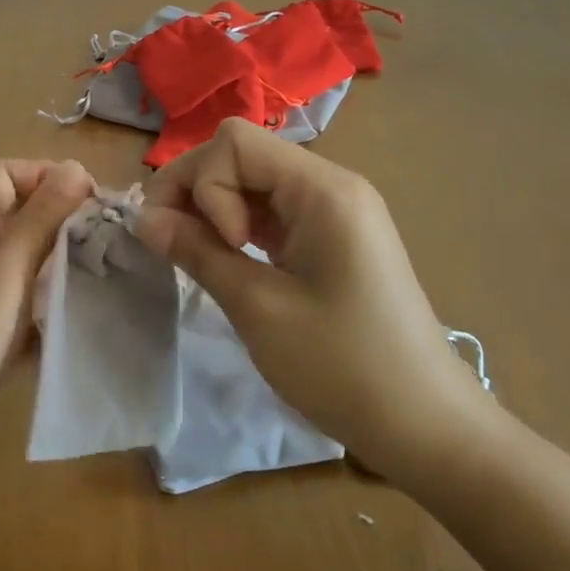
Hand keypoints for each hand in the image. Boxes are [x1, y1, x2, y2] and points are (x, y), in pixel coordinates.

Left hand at [0, 159, 94, 471]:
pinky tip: (78, 308)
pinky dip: (46, 294)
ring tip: (102, 270)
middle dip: (61, 219)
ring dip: (58, 257)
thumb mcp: (2, 277)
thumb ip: (39, 220)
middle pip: (17, 212)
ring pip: (22, 254)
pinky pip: (20, 291)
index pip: (7, 174)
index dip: (49, 178)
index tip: (93, 202)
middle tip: (108, 239)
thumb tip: (77, 166)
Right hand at [134, 118, 489, 485]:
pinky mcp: (331, 237)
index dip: (204, 185)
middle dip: (196, 190)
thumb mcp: (259, 309)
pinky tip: (227, 260)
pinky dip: (238, 226)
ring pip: (252, 181)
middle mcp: (331, 184)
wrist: (427, 427)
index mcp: (323, 189)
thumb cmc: (344, 367)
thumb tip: (143, 219)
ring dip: (213, 209)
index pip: (235, 143)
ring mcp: (334, 210)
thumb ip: (197, 253)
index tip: (221, 247)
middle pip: (241, 154)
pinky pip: (272, 210)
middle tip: (172, 244)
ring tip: (194, 256)